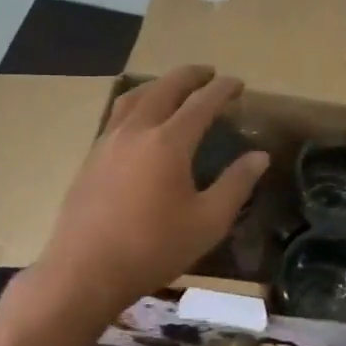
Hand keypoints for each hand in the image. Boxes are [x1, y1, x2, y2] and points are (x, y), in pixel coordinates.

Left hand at [35, 66, 268, 311]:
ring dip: (158, 86)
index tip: (238, 83)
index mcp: (168, 142)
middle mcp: (136, 131)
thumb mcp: (208, 221)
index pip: (201, 103)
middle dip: (189, 76)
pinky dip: (136, 105)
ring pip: (133, 98)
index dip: (222, 90)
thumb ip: (236, 184)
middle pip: (164, 89)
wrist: (85, 271)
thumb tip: (260, 156)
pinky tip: (139, 123)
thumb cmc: (153, 248)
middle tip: (208, 73)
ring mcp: (107, 143)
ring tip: (172, 88)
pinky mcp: (90, 159)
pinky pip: (116, 117)